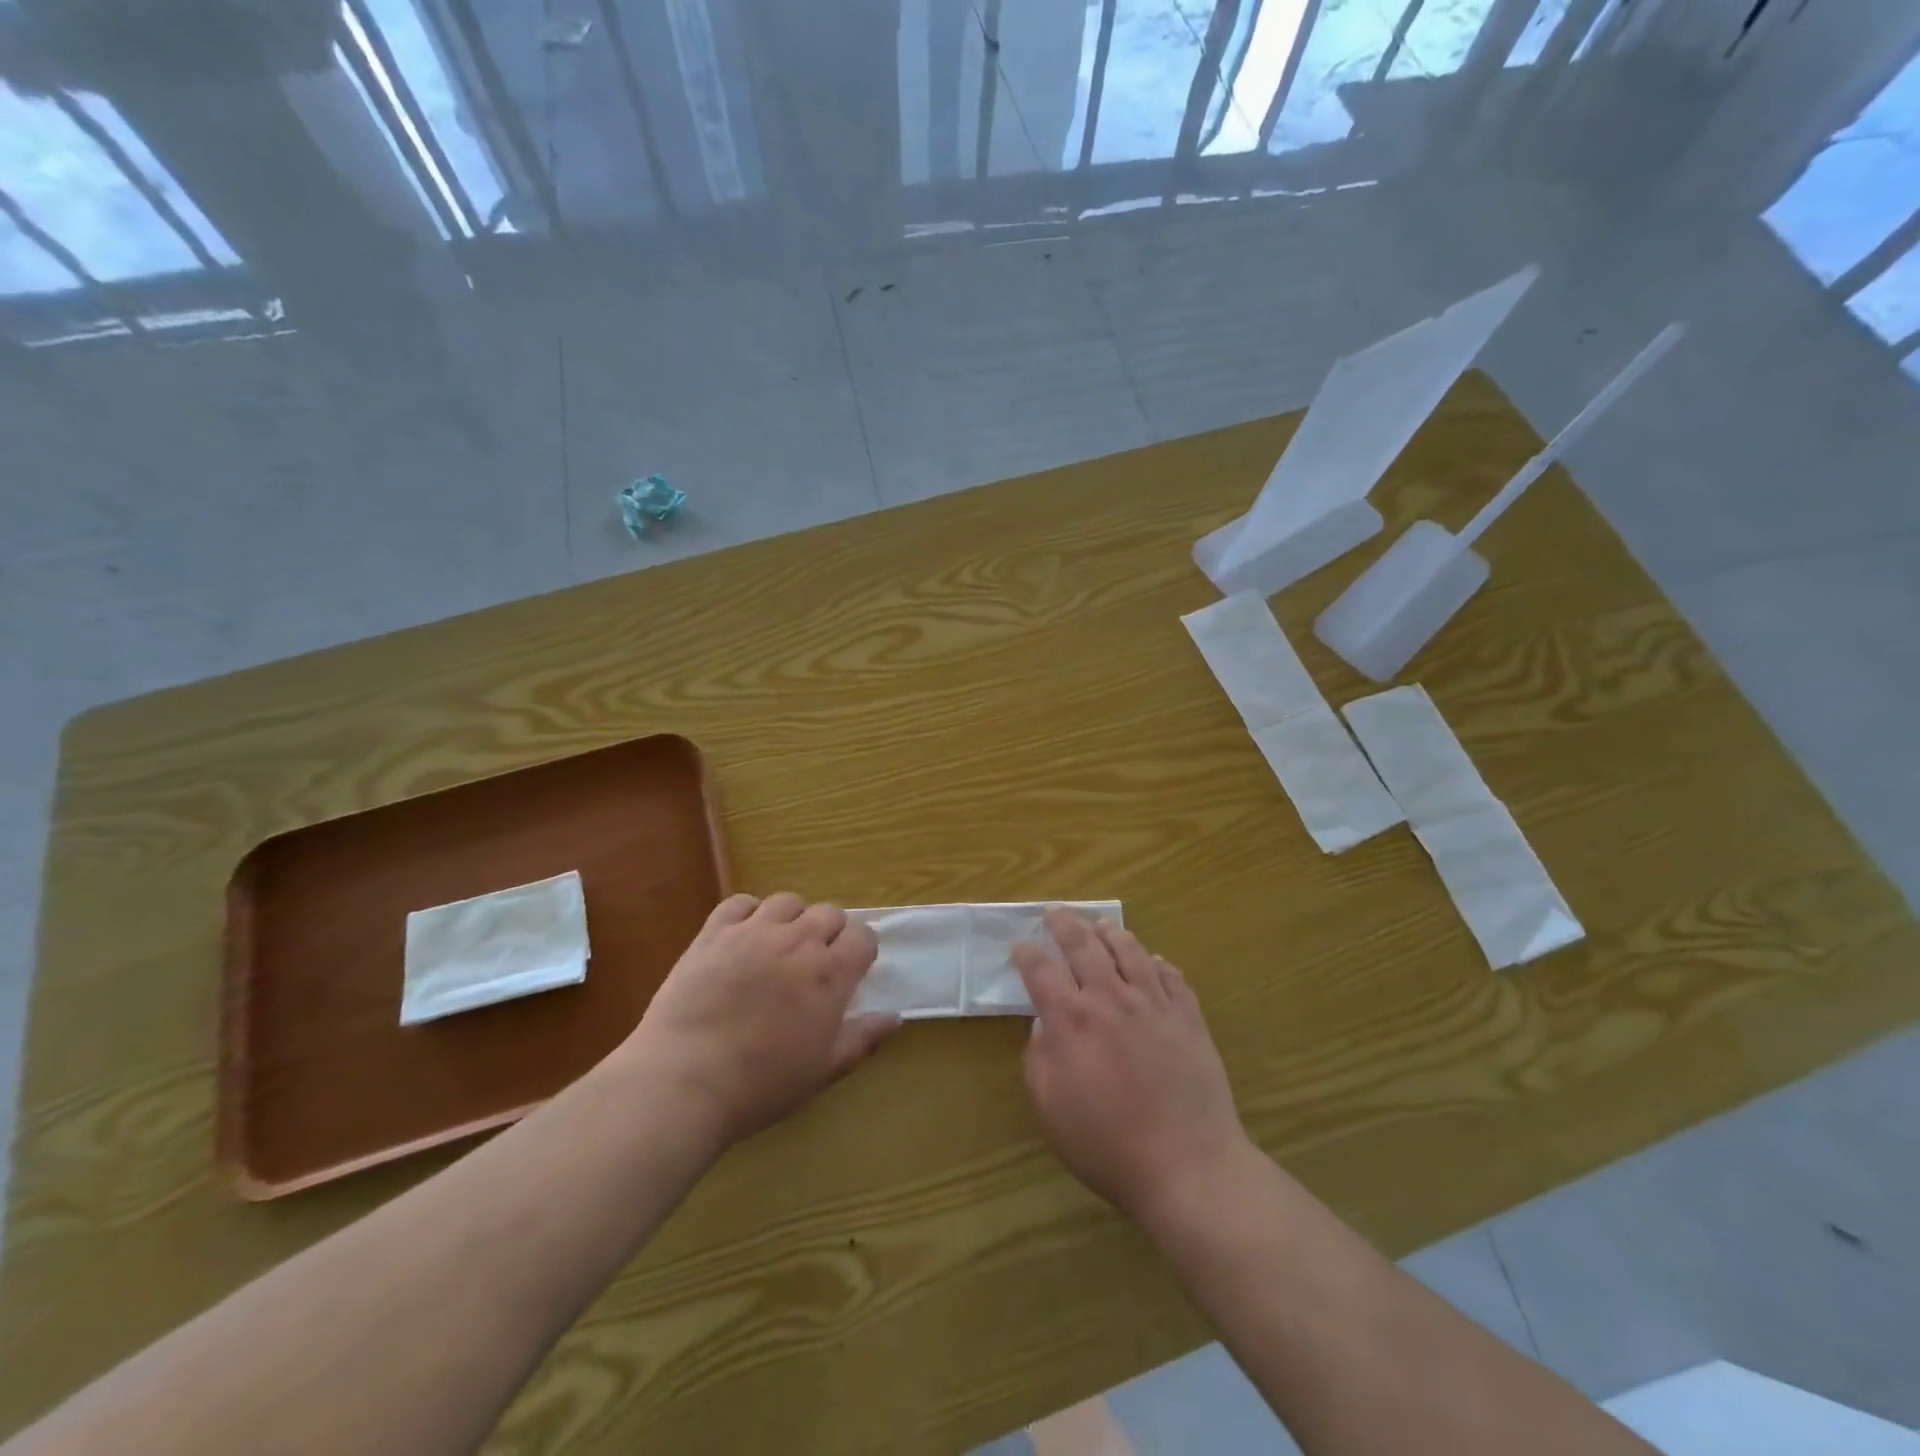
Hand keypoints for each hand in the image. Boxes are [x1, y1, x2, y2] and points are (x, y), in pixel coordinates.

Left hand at [620, 892, 897, 1148]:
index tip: (851, 970)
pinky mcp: (714, 933)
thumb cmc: (760, 1085)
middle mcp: (798, 941)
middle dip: (830, 933)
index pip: (863, 936)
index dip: (860, 950)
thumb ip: (862, 1038)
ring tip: (779, 947)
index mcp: (830, 974)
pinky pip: (740, 903)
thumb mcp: (822, 1071)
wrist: (683, 1082)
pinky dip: (749, 913)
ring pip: (788, 902)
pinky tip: (743, 937)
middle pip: (829, 913)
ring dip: (792, 919)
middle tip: (814, 964)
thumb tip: (895, 1017)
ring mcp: (754, 932)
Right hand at [1014, 908, 1252, 1227]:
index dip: (1027, 953)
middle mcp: (1111, 999)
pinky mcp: (1188, 1017)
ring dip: (1110, 932)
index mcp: (1072, 1020)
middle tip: (1055, 912)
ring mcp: (1154, 1004)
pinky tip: (1152, 961)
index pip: (1042, 969)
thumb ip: (1039, 1058)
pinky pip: (1171, 976)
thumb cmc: (1108, 1145)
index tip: (1021, 946)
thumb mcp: (1051, 1109)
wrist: (1188, 1167)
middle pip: (1083, 945)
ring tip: (1100, 925)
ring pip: (1129, 950)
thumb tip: (1043, 1024)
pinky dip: (1157, 962)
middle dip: (1064, 923)